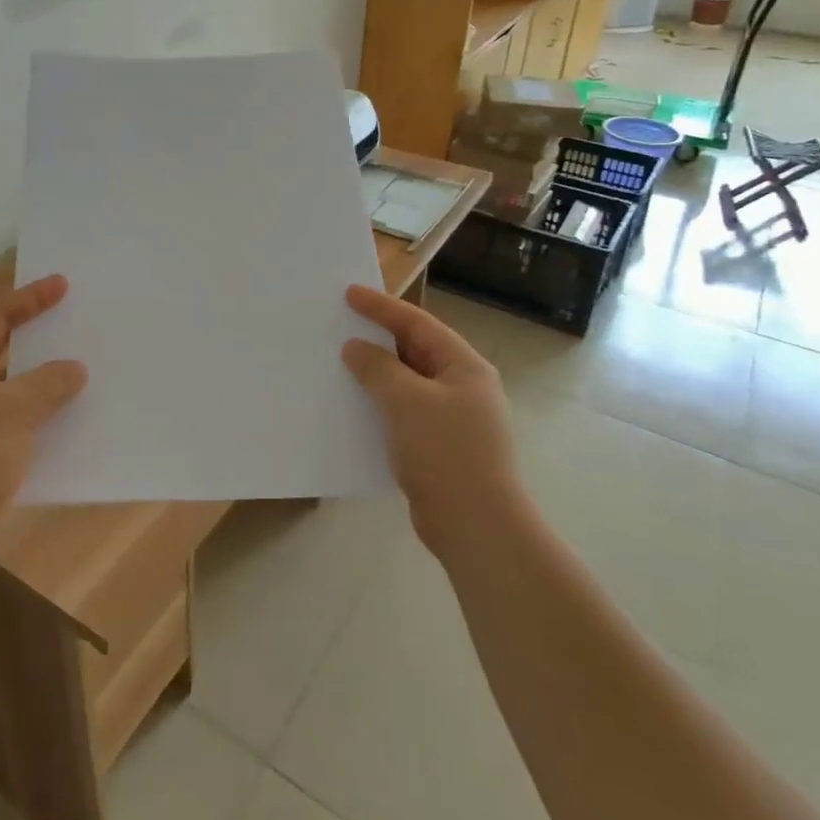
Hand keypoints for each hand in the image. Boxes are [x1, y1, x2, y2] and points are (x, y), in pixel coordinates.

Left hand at [0, 274, 87, 560]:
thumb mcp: (15, 411)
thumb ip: (49, 383)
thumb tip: (74, 369)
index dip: (30, 298)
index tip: (63, 285)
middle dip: (33, 332)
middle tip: (68, 318)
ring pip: (3, 380)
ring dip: (35, 372)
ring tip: (72, 363)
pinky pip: (5, 410)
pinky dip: (30, 405)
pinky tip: (58, 412)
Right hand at [342, 285, 524, 557]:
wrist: (476, 527)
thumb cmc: (446, 453)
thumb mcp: (407, 401)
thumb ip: (378, 368)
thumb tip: (356, 348)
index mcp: (464, 366)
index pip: (418, 324)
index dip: (382, 307)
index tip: (349, 293)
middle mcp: (463, 387)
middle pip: (415, 350)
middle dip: (379, 337)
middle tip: (342, 324)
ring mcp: (454, 418)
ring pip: (408, 382)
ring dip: (377, 372)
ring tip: (342, 362)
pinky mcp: (440, 446)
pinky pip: (405, 411)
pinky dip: (381, 403)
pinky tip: (356, 406)